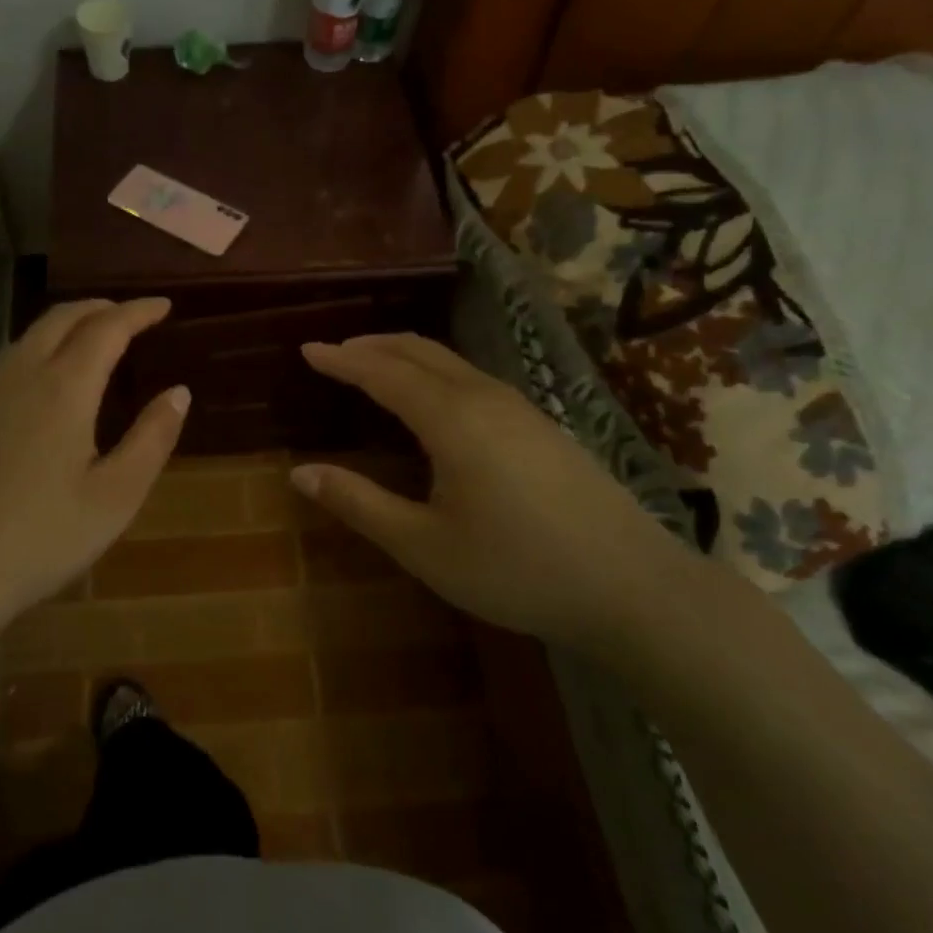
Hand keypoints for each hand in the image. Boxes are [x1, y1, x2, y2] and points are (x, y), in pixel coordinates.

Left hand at [0, 298, 187, 647]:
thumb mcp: (115, 496)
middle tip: (128, 315)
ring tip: (87, 345)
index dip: (138, 311)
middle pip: (60, 319)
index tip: (163, 305)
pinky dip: (32, 360)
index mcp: (63, 388)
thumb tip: (178, 392)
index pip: (107, 327)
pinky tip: (36, 396)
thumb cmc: (41, 539)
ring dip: (62, 329)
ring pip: (24, 340)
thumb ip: (152, 438)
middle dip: (98, 308)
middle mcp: (17, 376)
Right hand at [293, 334, 692, 653]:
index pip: (382, 372)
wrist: (633, 587)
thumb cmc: (517, 569)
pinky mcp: (542, 424)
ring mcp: (520, 407)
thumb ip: (360, 504)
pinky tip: (434, 401)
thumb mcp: (424, 546)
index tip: (308, 350)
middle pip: (419, 351)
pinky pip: (473, 378)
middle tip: (335, 352)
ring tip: (375, 367)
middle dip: (372, 345)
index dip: (342, 360)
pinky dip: (435, 372)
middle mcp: (484, 397)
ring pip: (450, 361)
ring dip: (405, 356)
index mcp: (451, 418)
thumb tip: (300, 473)